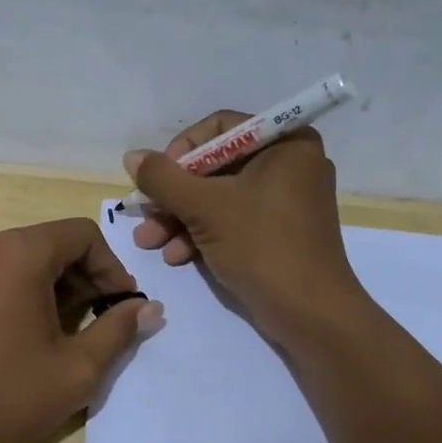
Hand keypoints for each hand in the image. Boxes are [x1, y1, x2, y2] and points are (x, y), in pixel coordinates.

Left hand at [0, 218, 162, 442]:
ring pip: (12, 260)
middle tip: (93, 322)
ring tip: (52, 334)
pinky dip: (7, 293)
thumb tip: (148, 308)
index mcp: (16, 251)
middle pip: (45, 245)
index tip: (120, 306)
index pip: (81, 234)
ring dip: (43, 287)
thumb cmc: (2, 397)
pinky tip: (9, 336)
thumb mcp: (75, 370)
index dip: (111, 267)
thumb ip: (118, 331)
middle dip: (78, 278)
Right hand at [124, 111, 363, 342]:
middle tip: (144, 214)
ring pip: (218, 198)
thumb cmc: (262, 245)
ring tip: (149, 243)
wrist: (310, 314)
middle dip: (174, 195)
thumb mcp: (204, 207)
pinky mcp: (277, 233)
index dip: (182, 150)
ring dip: (179, 219)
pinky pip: (232, 221)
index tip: (157, 178)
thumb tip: (131, 156)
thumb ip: (163, 178)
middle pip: (215, 166)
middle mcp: (288, 164)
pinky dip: (202, 234)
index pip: (220, 128)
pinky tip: (175, 256)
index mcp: (286, 143)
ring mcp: (284, 201)